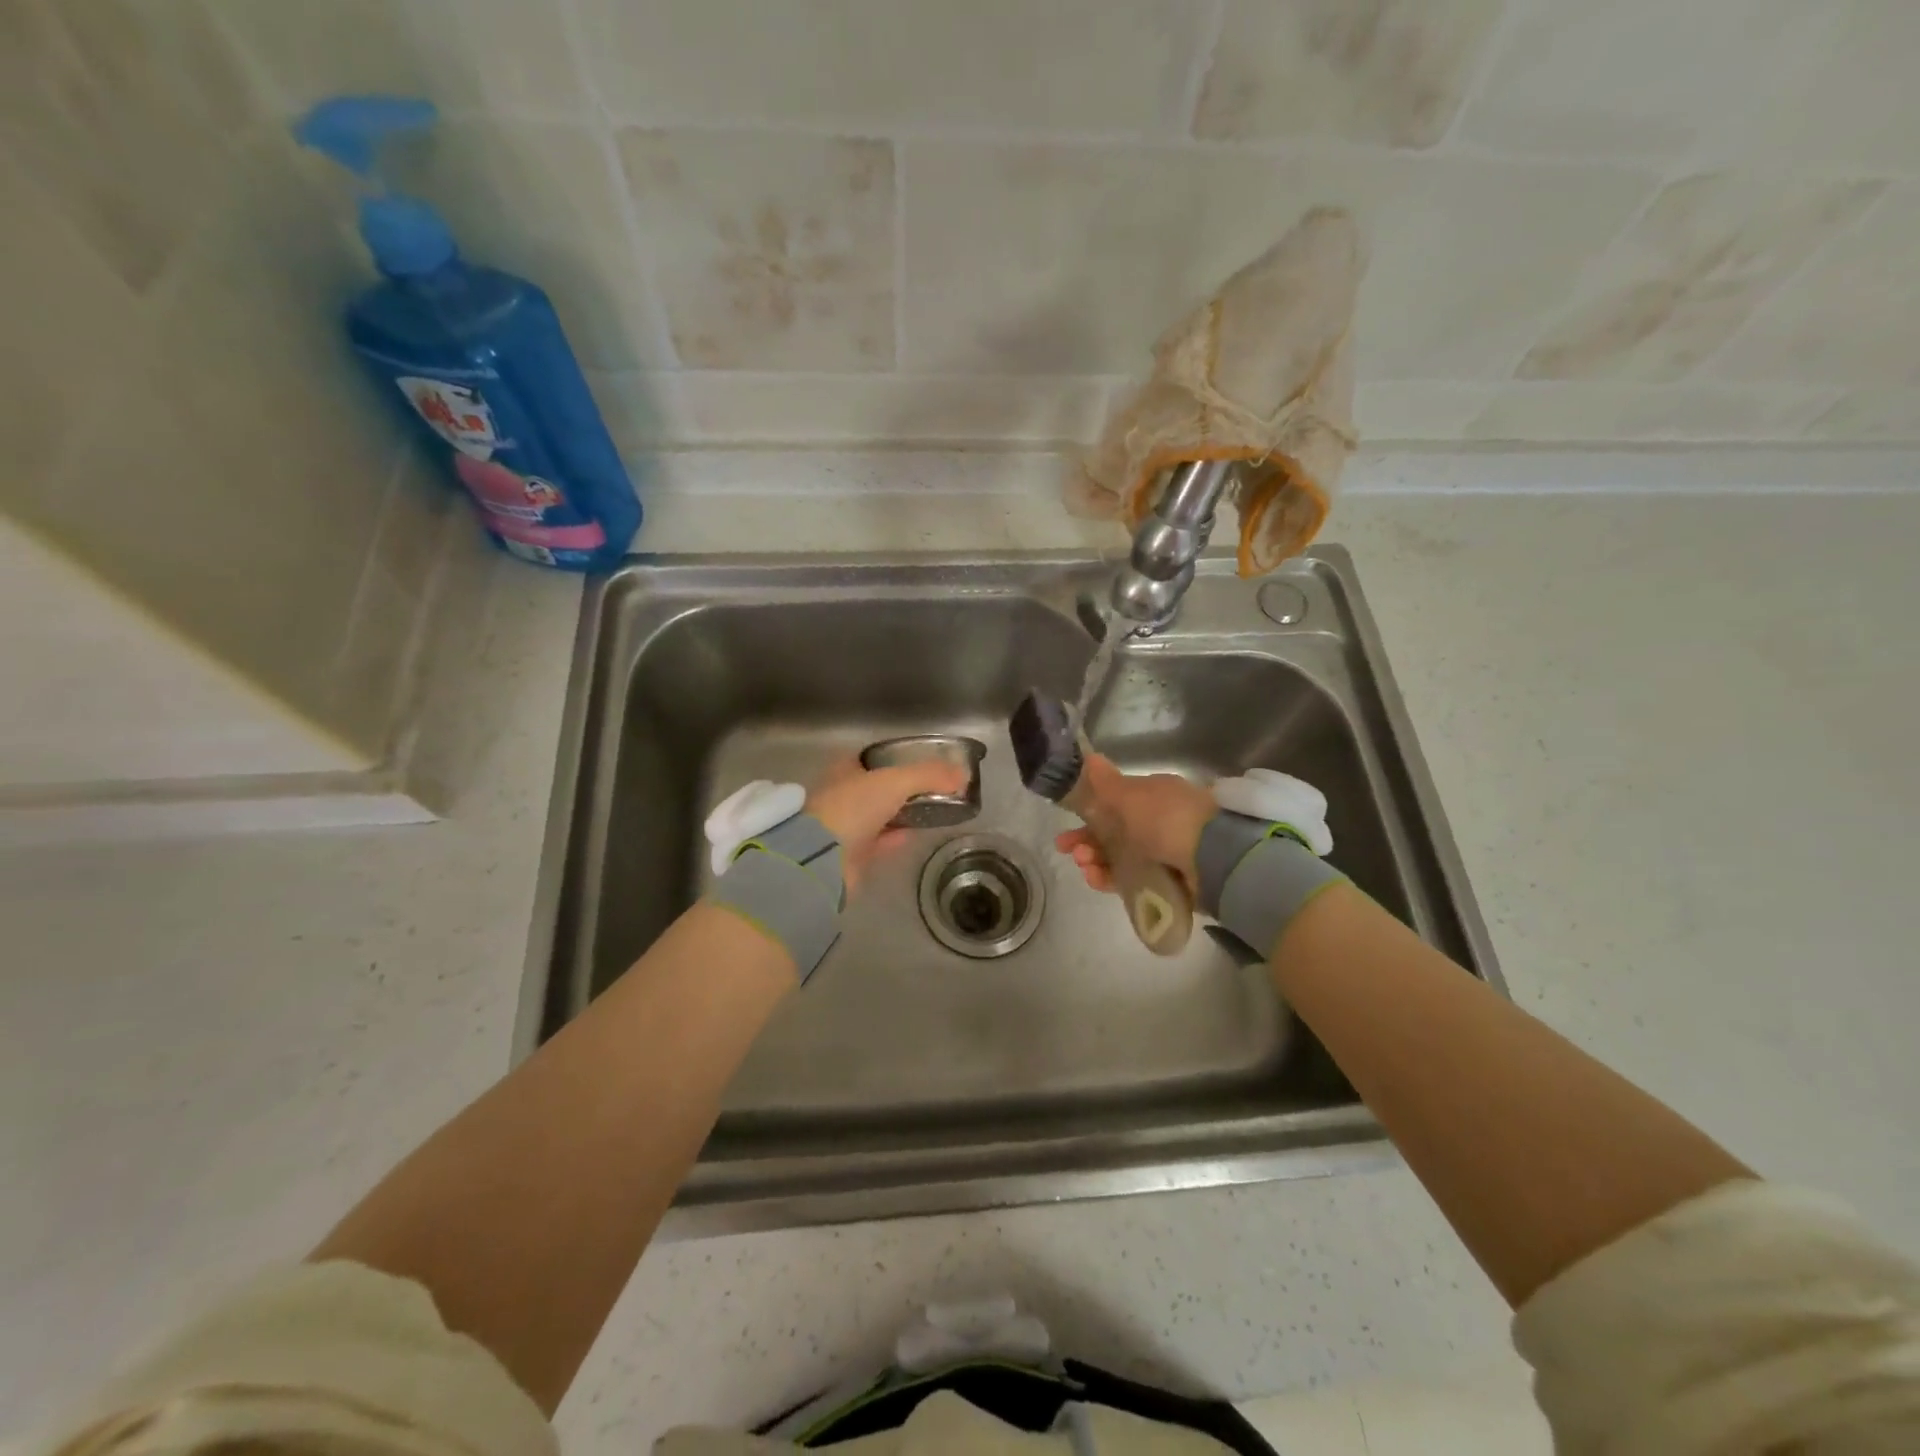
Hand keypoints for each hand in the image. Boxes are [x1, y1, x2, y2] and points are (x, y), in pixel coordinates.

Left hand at [806, 757, 966, 893]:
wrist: (822, 858)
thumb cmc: (853, 807)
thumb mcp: (896, 781)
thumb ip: (930, 776)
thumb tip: (964, 775)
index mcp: (843, 769)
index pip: (870, 757)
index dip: (894, 757)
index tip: (920, 761)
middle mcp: (841, 794)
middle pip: (876, 787)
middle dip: (900, 787)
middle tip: (932, 788)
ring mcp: (844, 825)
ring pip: (879, 814)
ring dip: (901, 812)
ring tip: (932, 809)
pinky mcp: (851, 854)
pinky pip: (880, 840)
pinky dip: (897, 836)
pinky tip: (917, 834)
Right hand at [1053, 754, 1215, 894]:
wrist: (1214, 857)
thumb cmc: (1167, 818)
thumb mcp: (1131, 796)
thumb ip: (1106, 783)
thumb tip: (1089, 758)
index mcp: (1153, 796)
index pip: (1115, 804)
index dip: (1088, 814)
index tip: (1067, 825)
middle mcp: (1160, 823)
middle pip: (1115, 834)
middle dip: (1088, 841)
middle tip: (1069, 850)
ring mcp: (1166, 854)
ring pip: (1121, 859)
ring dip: (1097, 861)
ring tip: (1085, 866)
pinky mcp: (1169, 883)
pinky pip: (1133, 883)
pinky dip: (1112, 881)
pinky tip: (1096, 880)